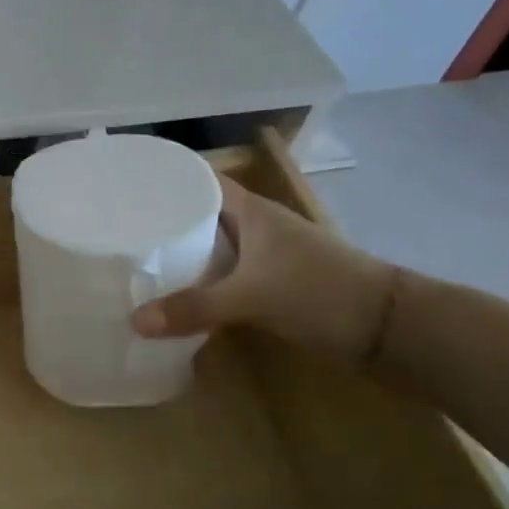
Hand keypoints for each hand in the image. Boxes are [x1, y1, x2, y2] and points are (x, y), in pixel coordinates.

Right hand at [131, 174, 395, 364]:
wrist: (389, 327)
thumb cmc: (320, 291)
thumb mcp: (252, 297)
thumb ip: (194, 308)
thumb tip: (134, 321)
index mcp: (251, 210)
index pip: (198, 180)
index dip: (165, 180)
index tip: (125, 188)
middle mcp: (255, 226)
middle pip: (200, 214)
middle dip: (163, 220)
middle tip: (119, 230)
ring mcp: (266, 255)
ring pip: (212, 245)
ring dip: (182, 253)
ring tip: (138, 261)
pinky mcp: (272, 283)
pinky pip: (224, 273)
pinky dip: (201, 280)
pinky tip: (178, 294)